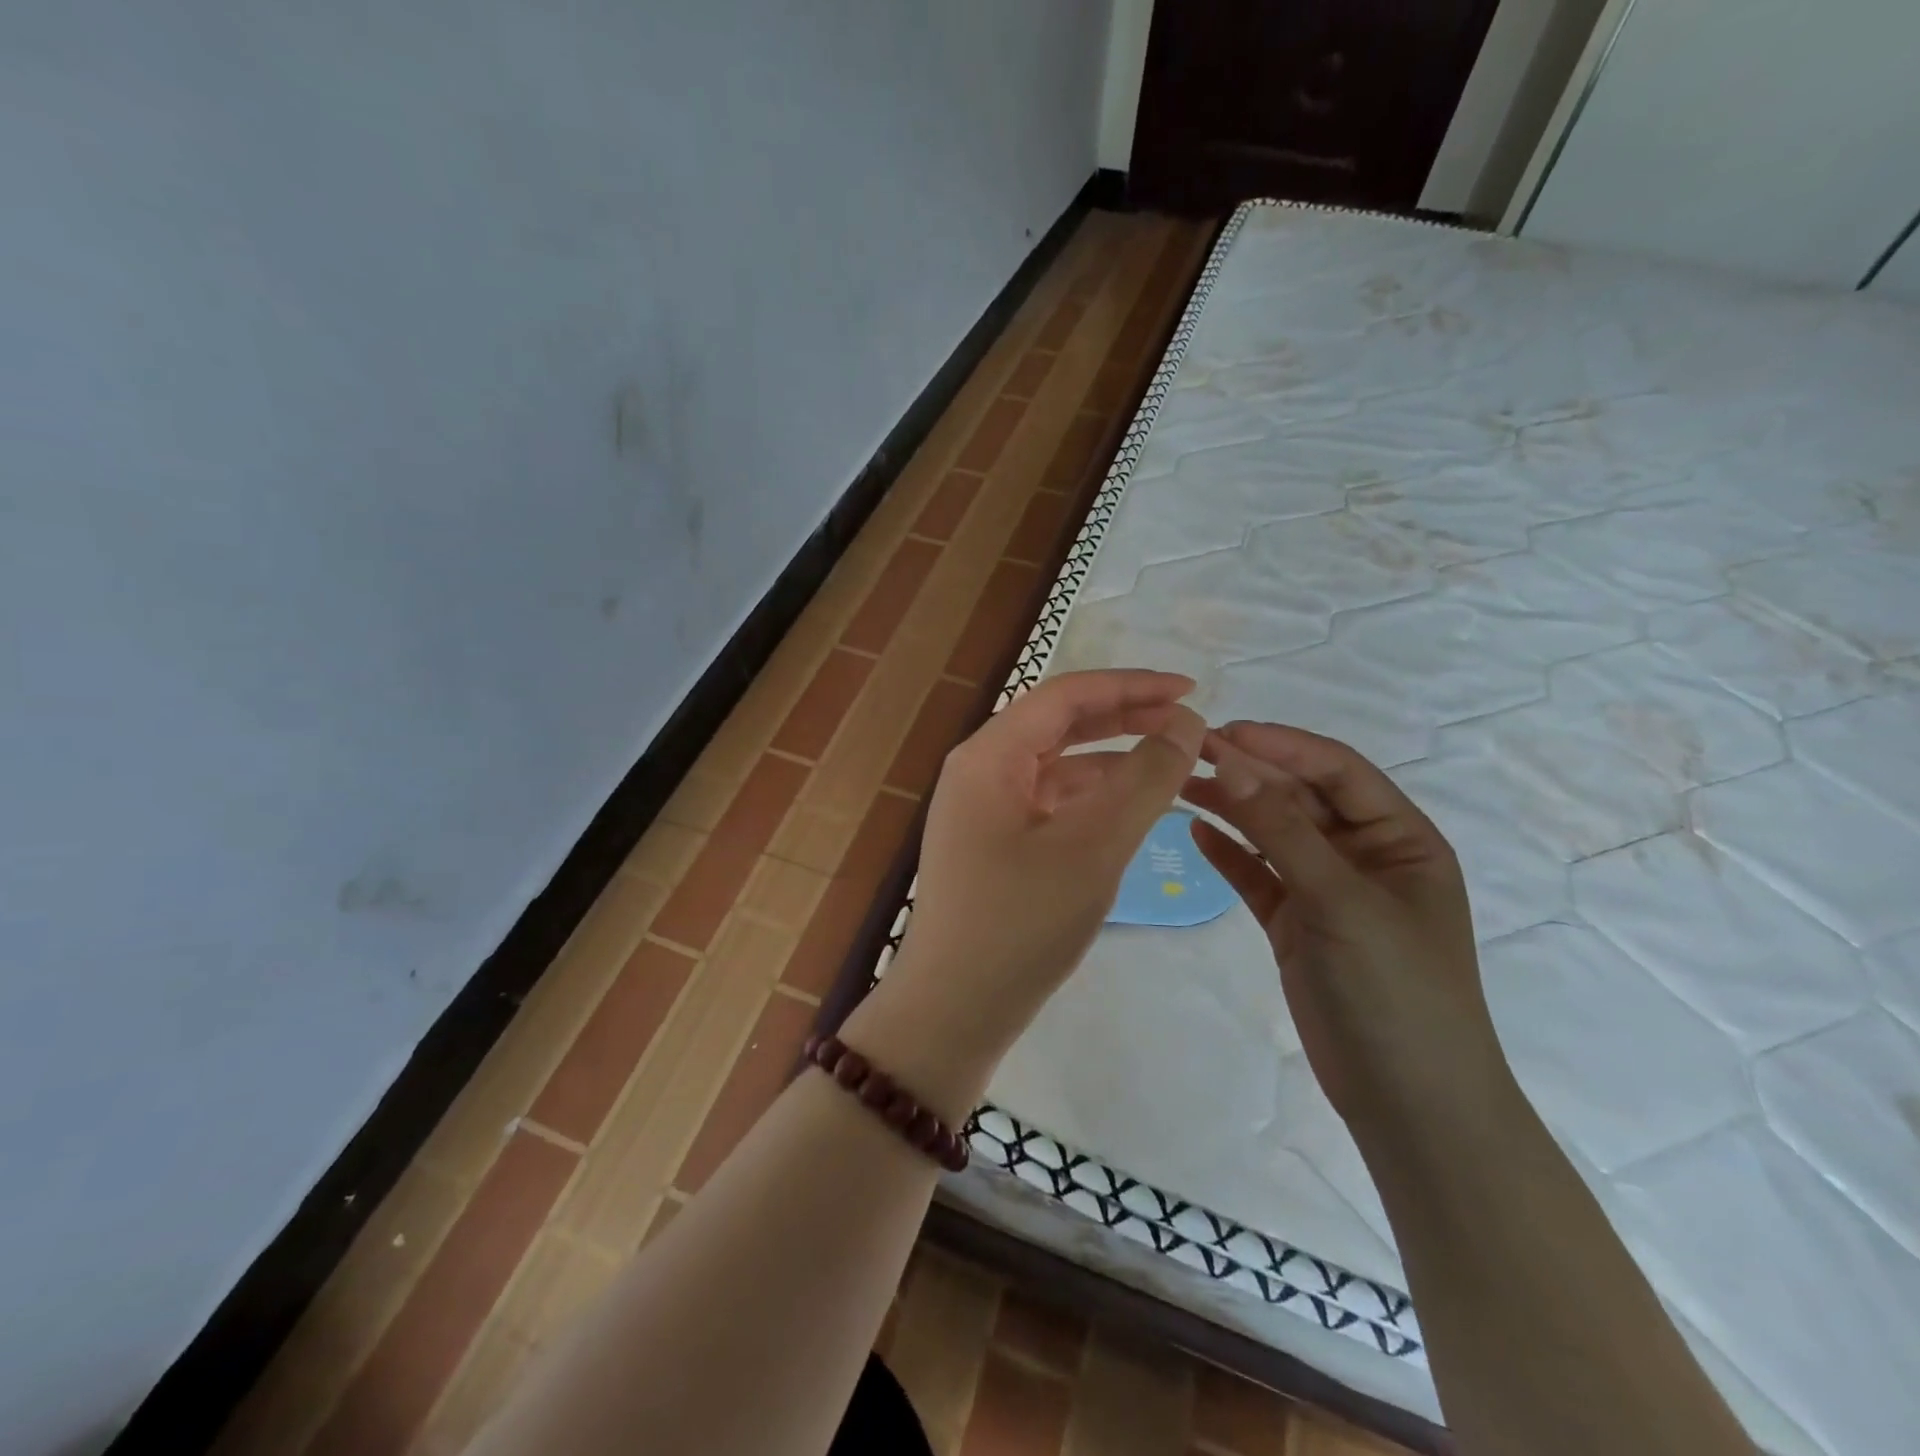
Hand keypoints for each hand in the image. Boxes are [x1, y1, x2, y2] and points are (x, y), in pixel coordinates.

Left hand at [843, 671, 1204, 1118]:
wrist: (952, 1010)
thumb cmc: (1020, 923)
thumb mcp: (1093, 846)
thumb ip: (1144, 779)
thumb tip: (1185, 724)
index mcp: (990, 755)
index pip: (1067, 695)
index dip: (1132, 685)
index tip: (1193, 689)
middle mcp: (981, 770)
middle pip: (1061, 724)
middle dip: (1126, 717)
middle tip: (1189, 723)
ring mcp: (984, 808)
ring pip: (1058, 764)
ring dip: (1113, 759)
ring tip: (1172, 765)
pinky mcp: (994, 843)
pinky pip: (1050, 802)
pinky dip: (1093, 798)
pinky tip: (1131, 808)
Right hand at [1180, 722, 1509, 1130]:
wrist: (1409, 1102)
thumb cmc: (1396, 990)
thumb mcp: (1342, 901)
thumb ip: (1282, 831)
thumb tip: (1232, 763)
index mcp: (1401, 839)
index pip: (1337, 771)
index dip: (1282, 746)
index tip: (1224, 731)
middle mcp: (1364, 856)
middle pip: (1300, 798)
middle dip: (1250, 773)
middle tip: (1188, 754)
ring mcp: (1327, 892)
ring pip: (1273, 835)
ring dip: (1233, 808)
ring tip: (1181, 786)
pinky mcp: (1296, 925)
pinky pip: (1258, 876)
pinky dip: (1229, 854)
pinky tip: (1195, 833)